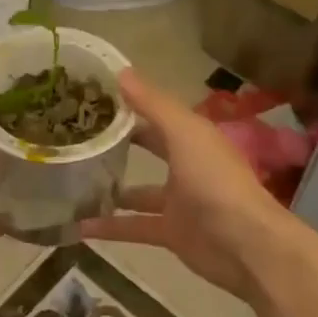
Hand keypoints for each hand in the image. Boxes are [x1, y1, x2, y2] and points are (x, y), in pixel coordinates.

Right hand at [79, 68, 310, 306]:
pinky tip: (79, 227)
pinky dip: (109, 228)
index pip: (157, 115)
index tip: (92, 99)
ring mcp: (178, 202)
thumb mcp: (184, 133)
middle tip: (78, 138)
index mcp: (193, 137)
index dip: (129, 106)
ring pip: (137, 192)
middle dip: (119, 144)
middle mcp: (186, 165)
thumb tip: (121, 70)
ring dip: (110, 189)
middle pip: (149, 149)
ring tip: (72, 183)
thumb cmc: (215, 181)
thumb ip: (153, 104)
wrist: (245, 245)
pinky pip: (134, 227)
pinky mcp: (170, 233)